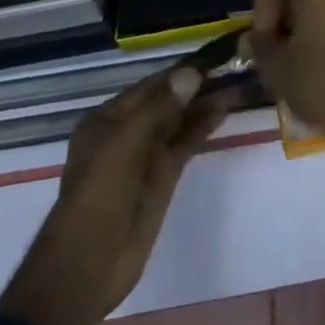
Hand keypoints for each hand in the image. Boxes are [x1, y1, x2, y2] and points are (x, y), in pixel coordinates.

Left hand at [0, 64, 231, 324]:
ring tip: (238, 83)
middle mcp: (127, 131)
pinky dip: (204, 125)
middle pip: (168, 101)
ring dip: (205, 103)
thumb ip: (160, 107)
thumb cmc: (98, 197)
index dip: (181, 71)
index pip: (152, 86)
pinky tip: (225, 109)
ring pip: (180, 121)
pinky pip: (186, 143)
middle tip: (234, 66)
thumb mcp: (124, 144)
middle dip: (197, 86)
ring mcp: (146, 155)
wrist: (87, 268)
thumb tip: (193, 72)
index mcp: (107, 119)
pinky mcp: (163, 176)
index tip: (215, 56)